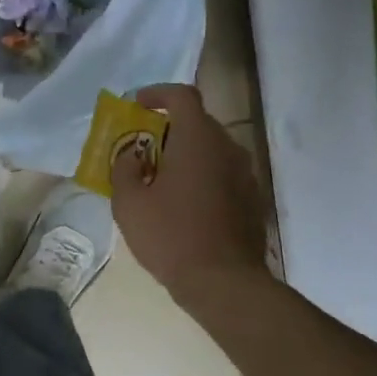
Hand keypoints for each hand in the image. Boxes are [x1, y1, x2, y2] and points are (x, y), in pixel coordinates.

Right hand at [111, 84, 269, 301]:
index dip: (157, 93)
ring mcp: (245, 174)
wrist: (222, 281)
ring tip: (161, 180)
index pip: (182, 96)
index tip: (137, 105)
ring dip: (186, 156)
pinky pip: (223, 175)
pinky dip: (202, 178)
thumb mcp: (129, 203)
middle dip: (168, 130)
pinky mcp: (252, 199)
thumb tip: (132, 155)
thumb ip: (124, 169)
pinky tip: (185, 205)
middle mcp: (228, 147)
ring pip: (212, 151)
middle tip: (143, 149)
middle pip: (198, 123)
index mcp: (198, 139)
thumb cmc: (170, 236)